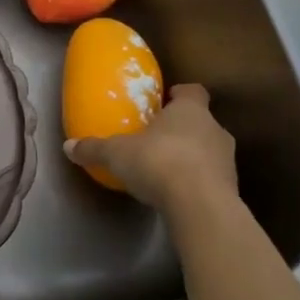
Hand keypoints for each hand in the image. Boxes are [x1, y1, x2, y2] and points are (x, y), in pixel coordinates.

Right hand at [65, 83, 238, 220]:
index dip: (179, 95)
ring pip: (209, 150)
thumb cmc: (159, 163)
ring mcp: (227, 161)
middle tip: (158, 138)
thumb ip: (94, 149)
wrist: (201, 207)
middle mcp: (214, 129)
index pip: (192, 92)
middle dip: (182, 129)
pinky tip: (177, 193)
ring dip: (192, 156)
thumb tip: (68, 147)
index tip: (165, 101)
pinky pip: (212, 178)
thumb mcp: (116, 154)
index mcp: (190, 110)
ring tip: (166, 169)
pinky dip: (198, 182)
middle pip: (201, 122)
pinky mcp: (231, 189)